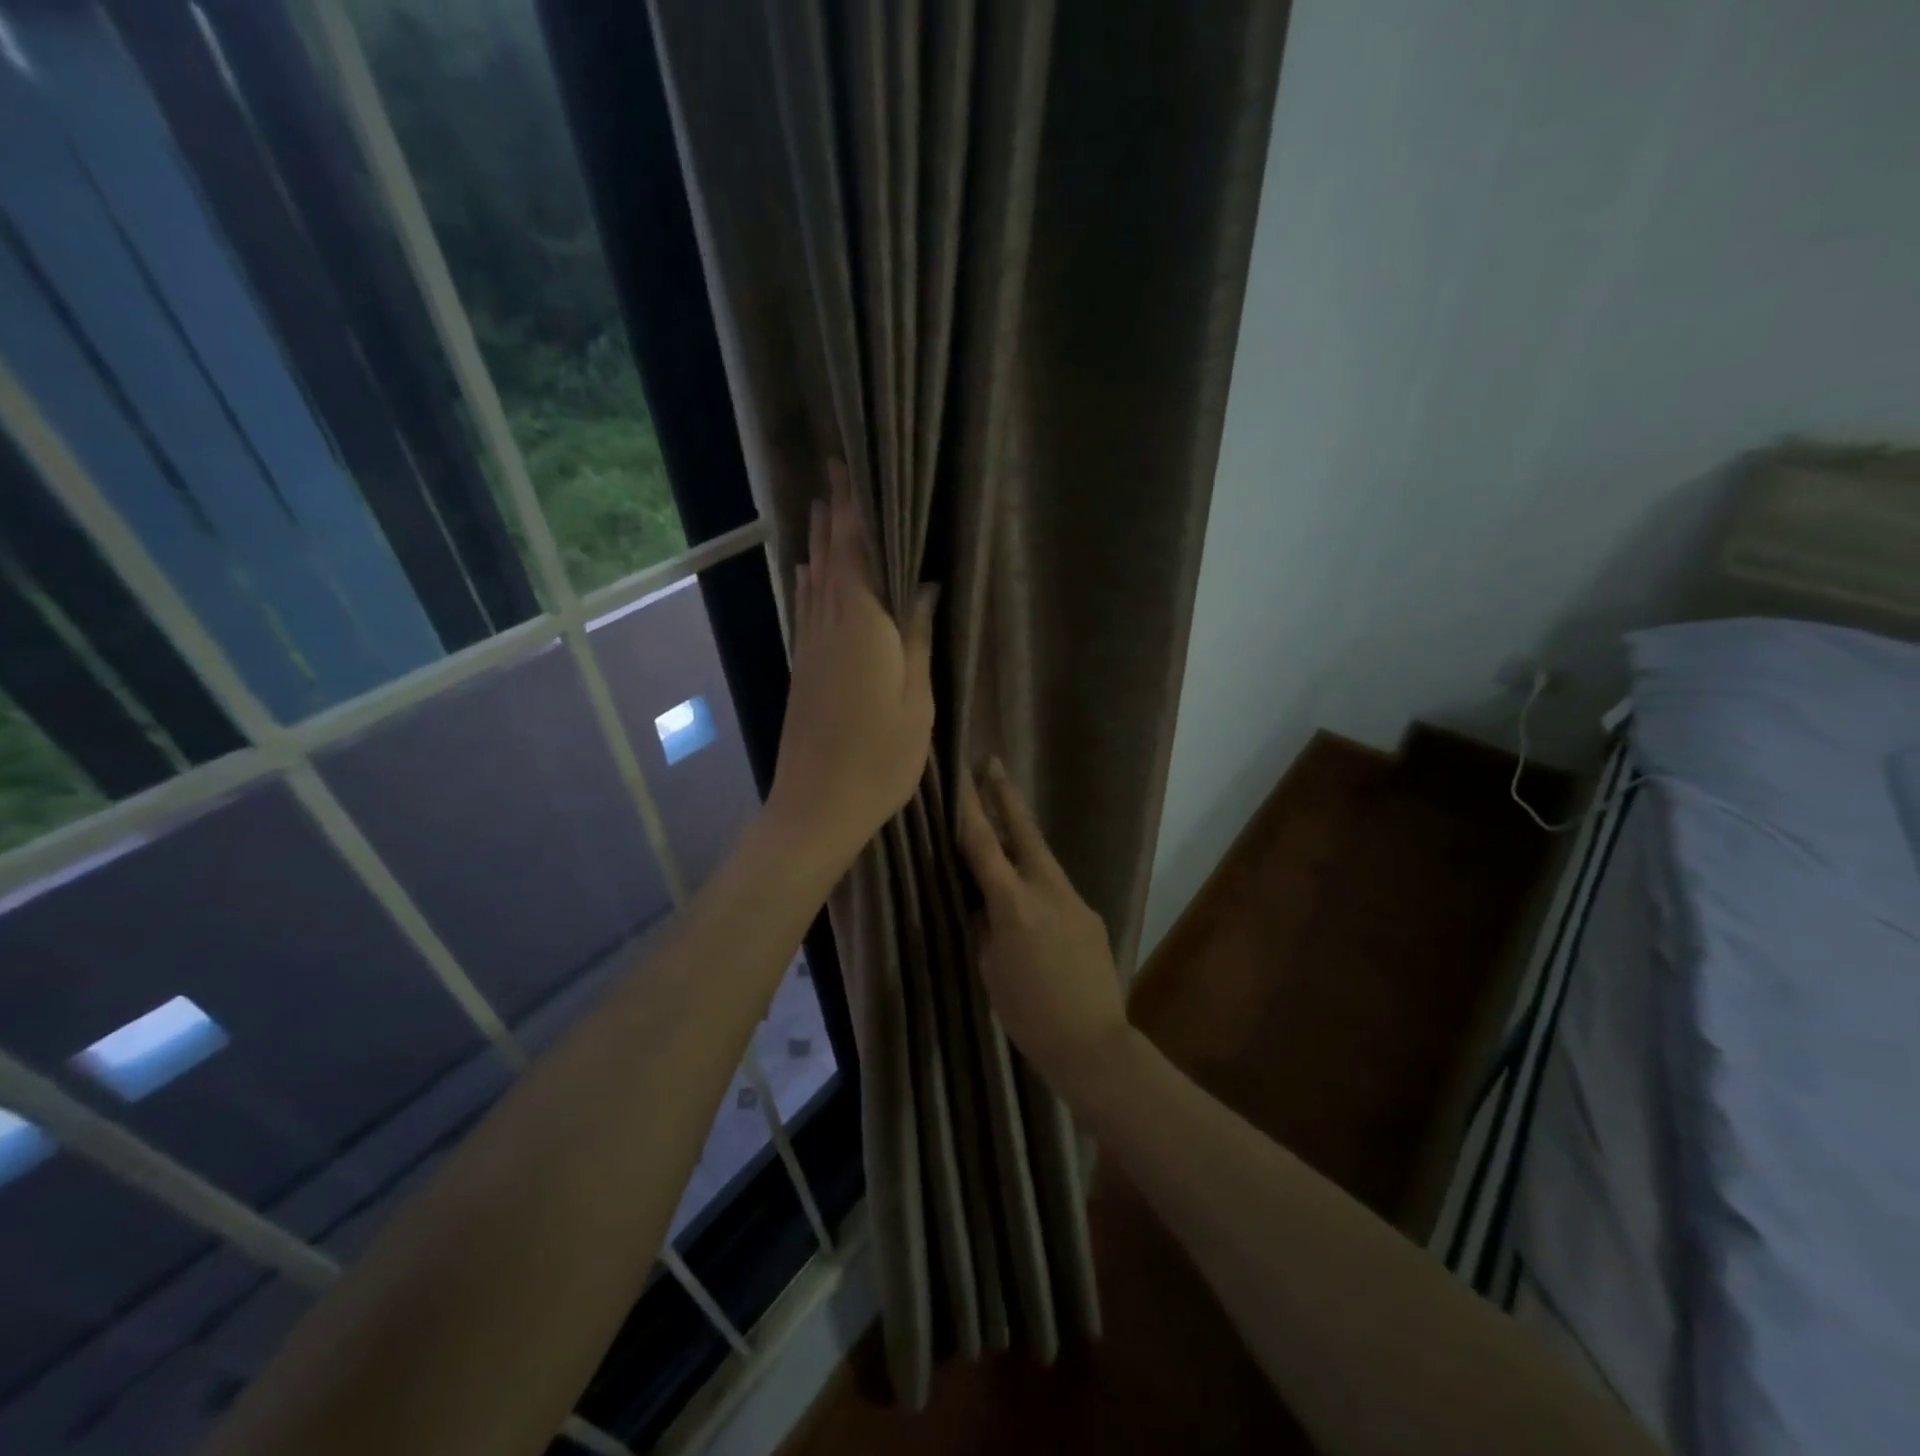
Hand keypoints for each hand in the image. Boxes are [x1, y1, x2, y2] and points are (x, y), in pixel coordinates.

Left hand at [767, 462, 936, 868]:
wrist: (816, 806)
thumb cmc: (880, 758)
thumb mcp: (917, 701)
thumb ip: (917, 638)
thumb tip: (925, 584)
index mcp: (862, 628)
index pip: (855, 553)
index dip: (852, 510)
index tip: (847, 469)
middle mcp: (829, 627)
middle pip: (830, 560)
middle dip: (832, 516)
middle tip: (832, 475)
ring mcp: (810, 650)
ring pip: (814, 583)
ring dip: (818, 544)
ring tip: (820, 510)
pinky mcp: (802, 671)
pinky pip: (806, 610)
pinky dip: (809, 583)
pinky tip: (808, 575)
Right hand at [956, 759, 1127, 1093]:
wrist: (1092, 1043)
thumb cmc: (1027, 1013)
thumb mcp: (989, 967)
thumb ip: (986, 923)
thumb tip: (984, 899)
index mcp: (1014, 904)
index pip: (983, 844)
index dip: (968, 806)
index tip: (959, 774)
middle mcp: (1047, 890)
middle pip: (1024, 831)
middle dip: (1005, 795)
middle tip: (992, 763)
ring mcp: (1074, 899)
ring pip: (1042, 857)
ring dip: (1021, 836)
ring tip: (1004, 820)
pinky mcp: (1090, 914)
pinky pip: (1056, 887)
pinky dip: (1037, 879)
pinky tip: (1030, 897)